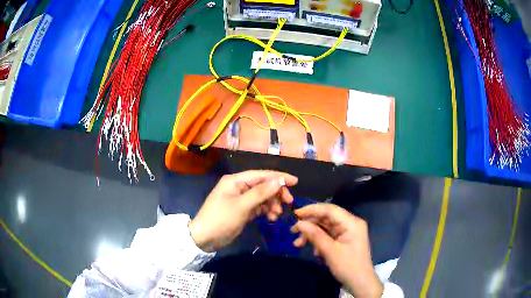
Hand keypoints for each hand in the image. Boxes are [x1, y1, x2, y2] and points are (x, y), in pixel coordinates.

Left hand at [189, 170, 297, 251]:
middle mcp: (238, 187)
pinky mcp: (242, 210)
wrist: (204, 238)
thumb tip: (279, 181)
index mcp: (235, 180)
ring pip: (262, 197)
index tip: (295, 182)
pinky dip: (266, 211)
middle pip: (263, 185)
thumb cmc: (220, 219)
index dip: (279, 177)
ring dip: (272, 204)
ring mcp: (240, 199)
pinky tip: (271, 218)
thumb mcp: (241, 206)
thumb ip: (260, 193)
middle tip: (289, 202)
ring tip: (277, 215)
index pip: (261, 174)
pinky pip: (258, 206)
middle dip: (276, 193)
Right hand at [291, 203, 382, 297]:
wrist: (360, 283)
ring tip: (298, 244)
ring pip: (325, 228)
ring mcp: (347, 232)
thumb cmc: (348, 266)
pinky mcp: (344, 241)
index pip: (330, 209)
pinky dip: (318, 241)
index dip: (312, 209)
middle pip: (326, 218)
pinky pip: (328, 236)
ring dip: (312, 235)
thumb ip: (315, 235)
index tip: (295, 214)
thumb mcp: (330, 251)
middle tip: (293, 232)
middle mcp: (350, 224)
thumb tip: (299, 223)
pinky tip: (313, 251)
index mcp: (351, 223)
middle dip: (309, 225)